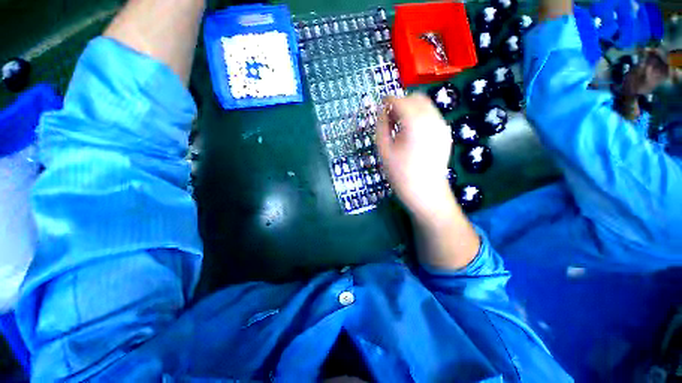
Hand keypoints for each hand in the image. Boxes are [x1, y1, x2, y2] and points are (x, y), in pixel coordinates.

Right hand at [376, 94, 456, 220]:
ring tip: (400, 127)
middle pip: (415, 98)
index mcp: (414, 122)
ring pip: (425, 105)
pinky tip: (412, 135)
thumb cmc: (401, 174)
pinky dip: (420, 117)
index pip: (399, 100)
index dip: (387, 101)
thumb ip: (381, 127)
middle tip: (390, 119)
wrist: (426, 193)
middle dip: (401, 103)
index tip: (379, 107)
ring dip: (411, 109)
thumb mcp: (384, 151)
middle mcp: (432, 118)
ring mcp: (442, 126)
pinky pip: (432, 116)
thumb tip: (381, 112)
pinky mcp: (445, 134)